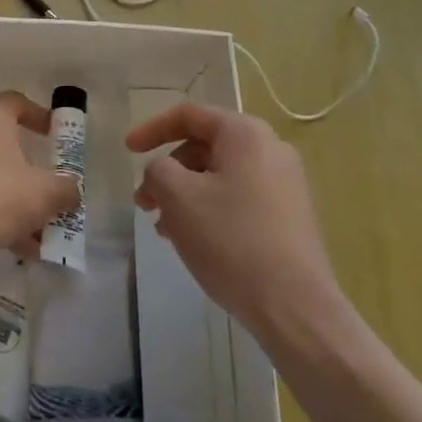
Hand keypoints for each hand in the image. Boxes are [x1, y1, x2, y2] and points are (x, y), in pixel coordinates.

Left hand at [0, 92, 78, 253]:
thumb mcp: (44, 193)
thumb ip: (65, 190)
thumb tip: (72, 191)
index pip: (15, 102)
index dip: (37, 115)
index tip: (52, 135)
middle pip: (2, 141)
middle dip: (27, 167)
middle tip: (45, 187)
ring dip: (12, 195)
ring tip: (34, 230)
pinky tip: (11, 242)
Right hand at [127, 102, 342, 330]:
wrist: (295, 306)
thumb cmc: (231, 240)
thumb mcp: (178, 197)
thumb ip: (158, 170)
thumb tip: (163, 172)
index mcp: (245, 134)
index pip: (189, 115)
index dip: (152, 128)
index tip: (127, 151)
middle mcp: (270, 149)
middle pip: (204, 146)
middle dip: (167, 171)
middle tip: (143, 203)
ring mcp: (284, 184)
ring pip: (219, 176)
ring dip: (184, 195)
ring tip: (164, 229)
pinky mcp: (288, 216)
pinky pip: (238, 198)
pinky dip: (209, 209)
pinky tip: (192, 241)